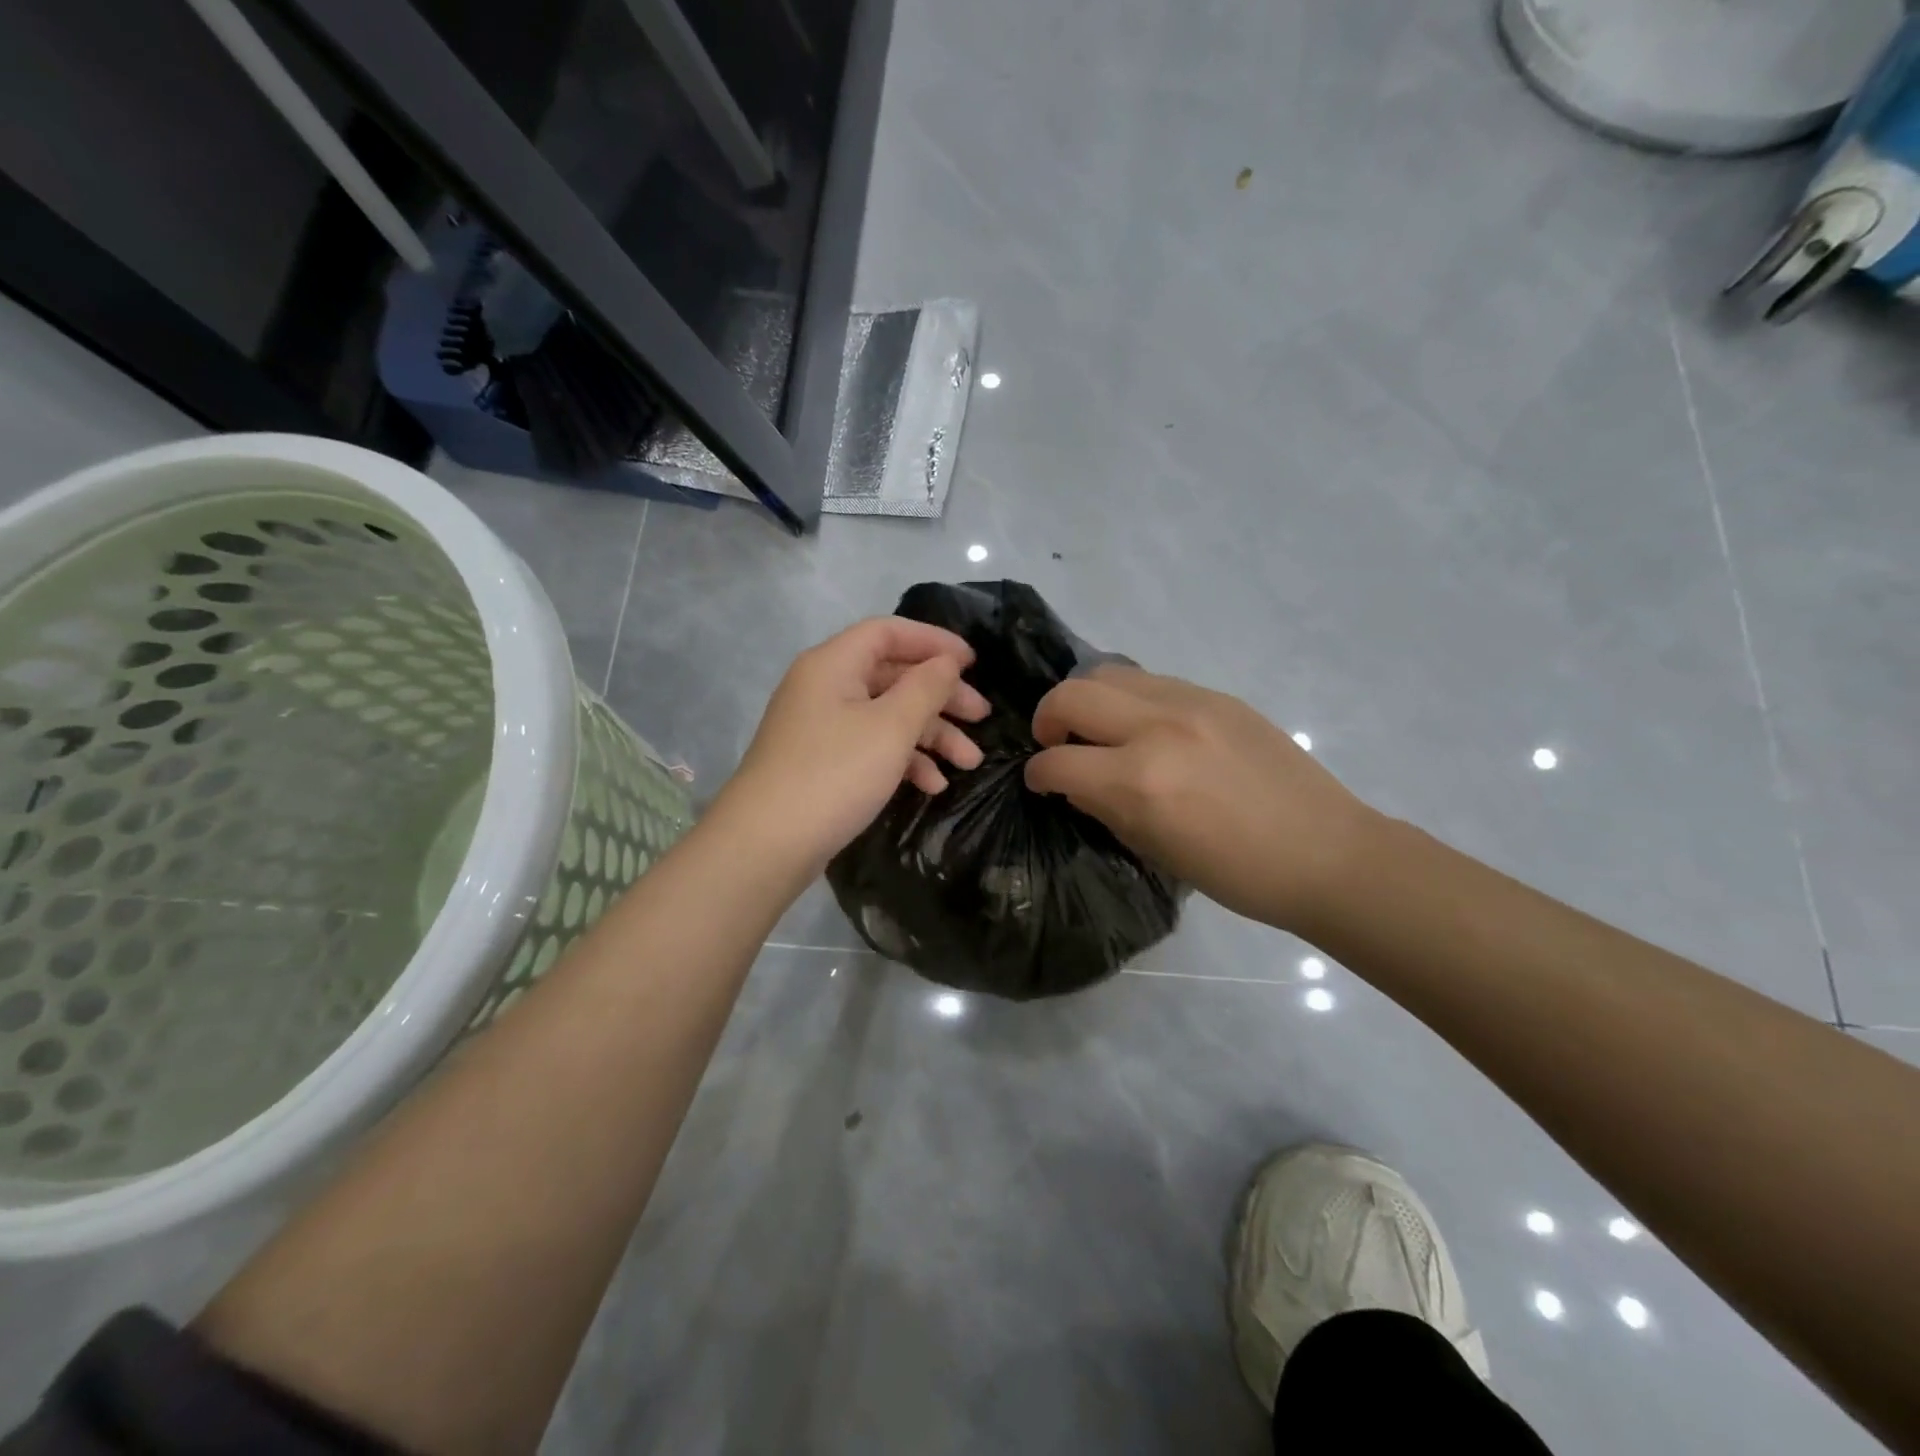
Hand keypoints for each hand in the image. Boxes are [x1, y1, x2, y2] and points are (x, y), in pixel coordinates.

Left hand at [715, 618, 989, 872]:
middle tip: (983, 717)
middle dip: (941, 696)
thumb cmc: (834, 774)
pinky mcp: (822, 762)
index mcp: (834, 664)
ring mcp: (821, 727)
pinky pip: (870, 746)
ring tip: (969, 762)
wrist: (766, 844)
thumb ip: (926, 688)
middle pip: (893, 676)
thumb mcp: (891, 728)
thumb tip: (946, 662)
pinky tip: (933, 785)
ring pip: (886, 716)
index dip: (934, 641)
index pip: (889, 633)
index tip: (974, 663)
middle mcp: (824, 687)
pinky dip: (903, 760)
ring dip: (930, 735)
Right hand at [1024, 667, 1378, 929]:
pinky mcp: (1216, 695)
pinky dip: (1130, 699)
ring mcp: (1190, 703)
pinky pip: (1151, 681)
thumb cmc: (1237, 873)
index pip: (1058, 762)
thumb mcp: (1156, 850)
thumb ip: (1105, 807)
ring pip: (1109, 673)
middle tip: (1056, 743)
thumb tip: (1074, 783)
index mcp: (1139, 781)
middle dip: (1049, 719)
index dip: (1038, 774)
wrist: (1325, 852)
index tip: (1040, 781)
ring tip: (1098, 728)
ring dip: (1088, 700)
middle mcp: (1156, 729)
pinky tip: (1145, 727)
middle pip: (1072, 695)